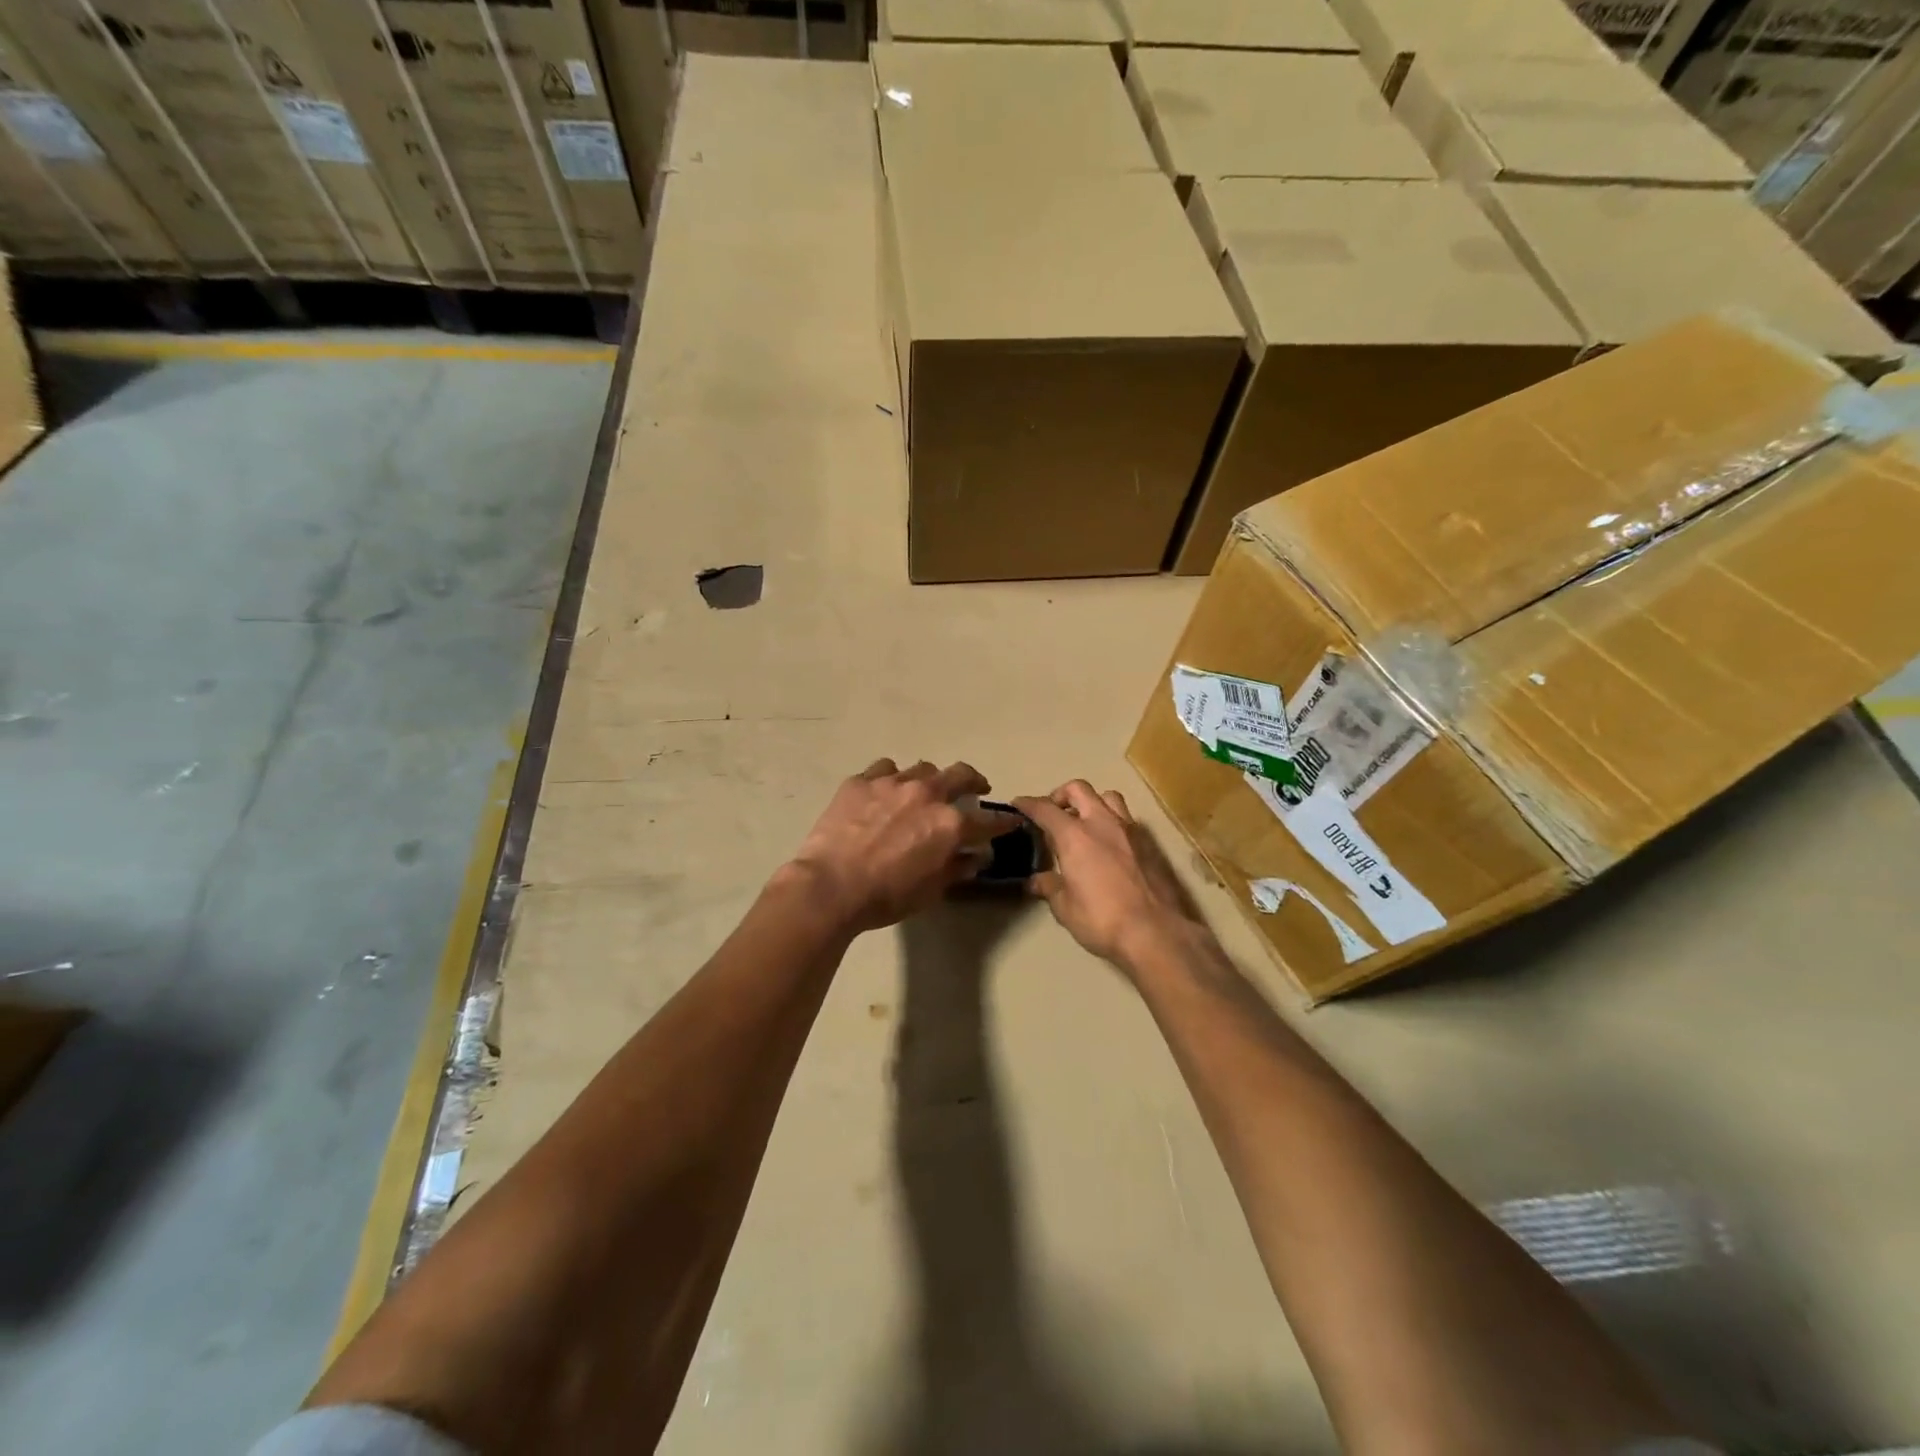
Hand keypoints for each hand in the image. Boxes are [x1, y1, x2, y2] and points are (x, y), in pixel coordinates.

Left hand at [788, 759, 1018, 933]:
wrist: (830, 886)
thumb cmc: (886, 897)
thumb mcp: (931, 890)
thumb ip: (957, 868)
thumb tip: (975, 857)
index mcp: (950, 824)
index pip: (989, 820)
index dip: (1002, 822)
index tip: (1009, 822)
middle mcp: (927, 794)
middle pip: (960, 774)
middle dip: (973, 781)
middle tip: (975, 788)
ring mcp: (892, 782)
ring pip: (922, 768)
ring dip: (930, 779)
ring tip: (924, 790)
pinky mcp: (861, 781)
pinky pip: (885, 769)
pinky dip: (891, 778)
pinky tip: (885, 791)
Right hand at [1015, 781, 1203, 972]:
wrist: (1155, 932)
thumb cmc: (1102, 919)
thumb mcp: (1065, 908)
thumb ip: (1050, 887)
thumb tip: (1036, 881)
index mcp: (1074, 836)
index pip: (1045, 809)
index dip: (1029, 804)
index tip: (1018, 804)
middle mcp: (1101, 823)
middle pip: (1078, 789)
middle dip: (1061, 795)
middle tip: (1053, 813)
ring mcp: (1129, 830)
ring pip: (1107, 797)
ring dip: (1092, 802)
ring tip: (1084, 822)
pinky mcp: (1149, 843)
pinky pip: (1126, 818)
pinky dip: (1112, 821)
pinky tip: (1109, 844)